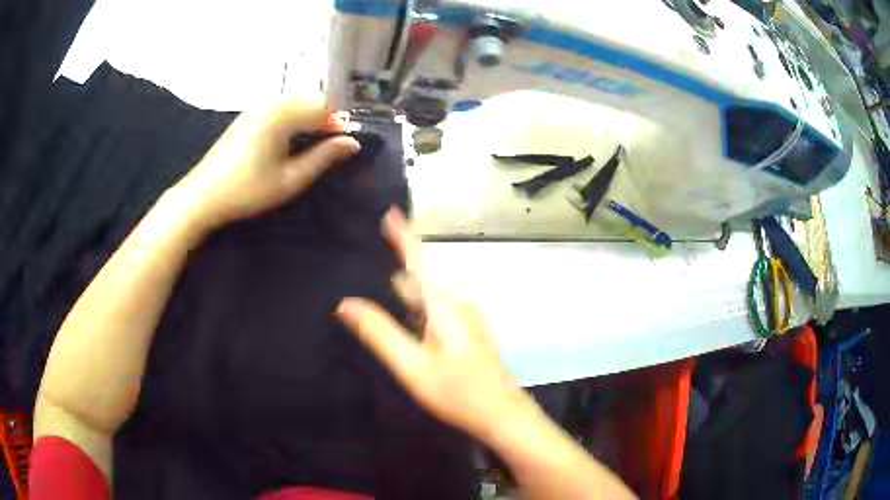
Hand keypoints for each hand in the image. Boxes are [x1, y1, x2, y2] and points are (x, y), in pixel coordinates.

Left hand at [176, 92, 359, 230]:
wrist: (203, 196)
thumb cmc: (248, 190)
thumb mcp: (290, 179)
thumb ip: (324, 157)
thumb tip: (353, 143)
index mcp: (283, 114)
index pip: (324, 107)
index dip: (340, 123)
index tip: (348, 143)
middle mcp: (271, 102)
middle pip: (310, 99)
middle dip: (326, 117)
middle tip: (334, 143)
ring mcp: (257, 107)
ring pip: (295, 102)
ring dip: (310, 117)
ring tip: (315, 142)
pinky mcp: (248, 115)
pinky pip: (280, 107)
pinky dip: (293, 118)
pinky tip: (292, 137)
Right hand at [337, 208, 533, 438]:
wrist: (501, 415)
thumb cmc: (458, 392)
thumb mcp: (412, 366)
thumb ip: (380, 333)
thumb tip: (346, 304)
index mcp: (444, 307)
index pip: (419, 261)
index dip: (403, 236)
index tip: (390, 213)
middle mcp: (458, 306)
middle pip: (422, 281)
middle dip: (399, 275)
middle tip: (376, 273)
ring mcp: (467, 320)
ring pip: (431, 299)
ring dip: (409, 298)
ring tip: (387, 299)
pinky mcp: (470, 333)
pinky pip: (439, 312)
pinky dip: (420, 312)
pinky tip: (410, 326)